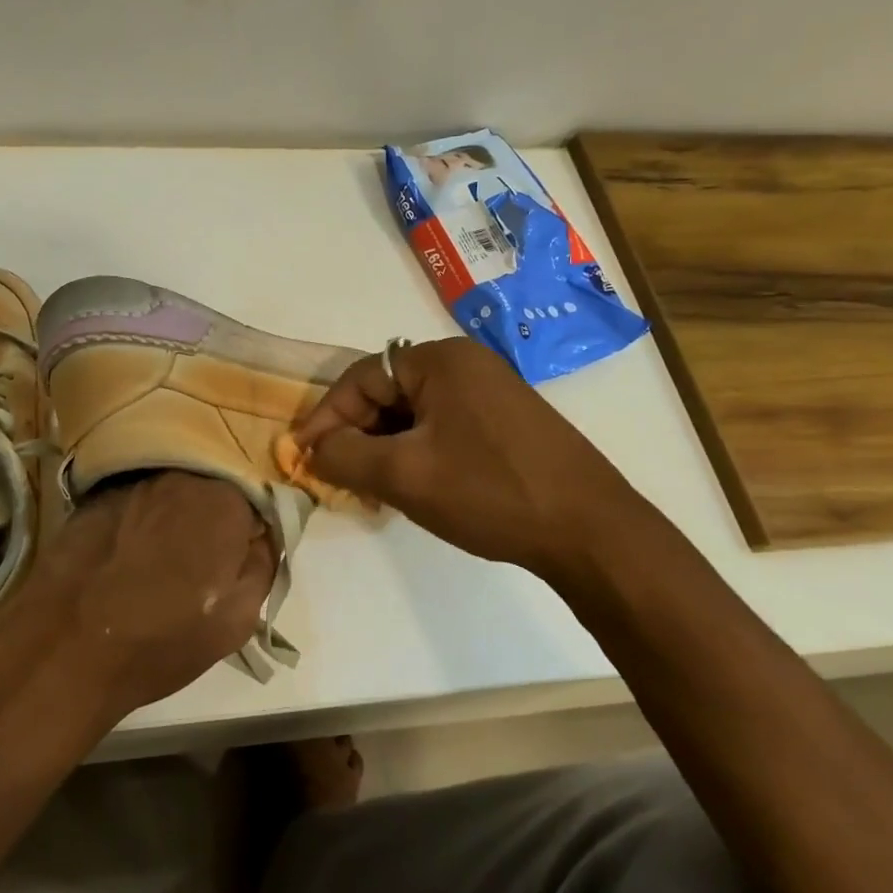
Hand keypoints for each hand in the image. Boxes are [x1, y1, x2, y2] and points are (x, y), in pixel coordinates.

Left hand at [0, 471, 275, 718]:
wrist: (65, 646)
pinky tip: (123, 555)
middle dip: (210, 517)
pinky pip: (131, 501)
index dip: (248, 529)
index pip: (254, 500)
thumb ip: (263, 564)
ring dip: (171, 518)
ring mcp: (131, 483)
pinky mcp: (93, 497)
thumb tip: (261, 536)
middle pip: (208, 488)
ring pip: (168, 493)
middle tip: (200, 561)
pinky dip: (135, 520)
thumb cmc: (162, 638)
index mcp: (223, 500)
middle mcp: (179, 476)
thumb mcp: (239, 618)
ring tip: (158, 560)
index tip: (237, 557)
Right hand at [293, 337, 650, 584]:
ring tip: (371, 491)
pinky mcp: (505, 423)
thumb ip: (344, 455)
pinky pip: (441, 429)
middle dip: (356, 437)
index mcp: (441, 361)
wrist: (591, 531)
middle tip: (337, 479)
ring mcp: (490, 393)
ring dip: (384, 450)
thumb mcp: (403, 475)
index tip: (302, 457)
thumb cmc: (490, 491)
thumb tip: (311, 450)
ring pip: (413, 415)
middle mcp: (466, 365)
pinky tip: (411, 489)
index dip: (326, 418)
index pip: (361, 378)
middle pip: (386, 394)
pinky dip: (416, 454)